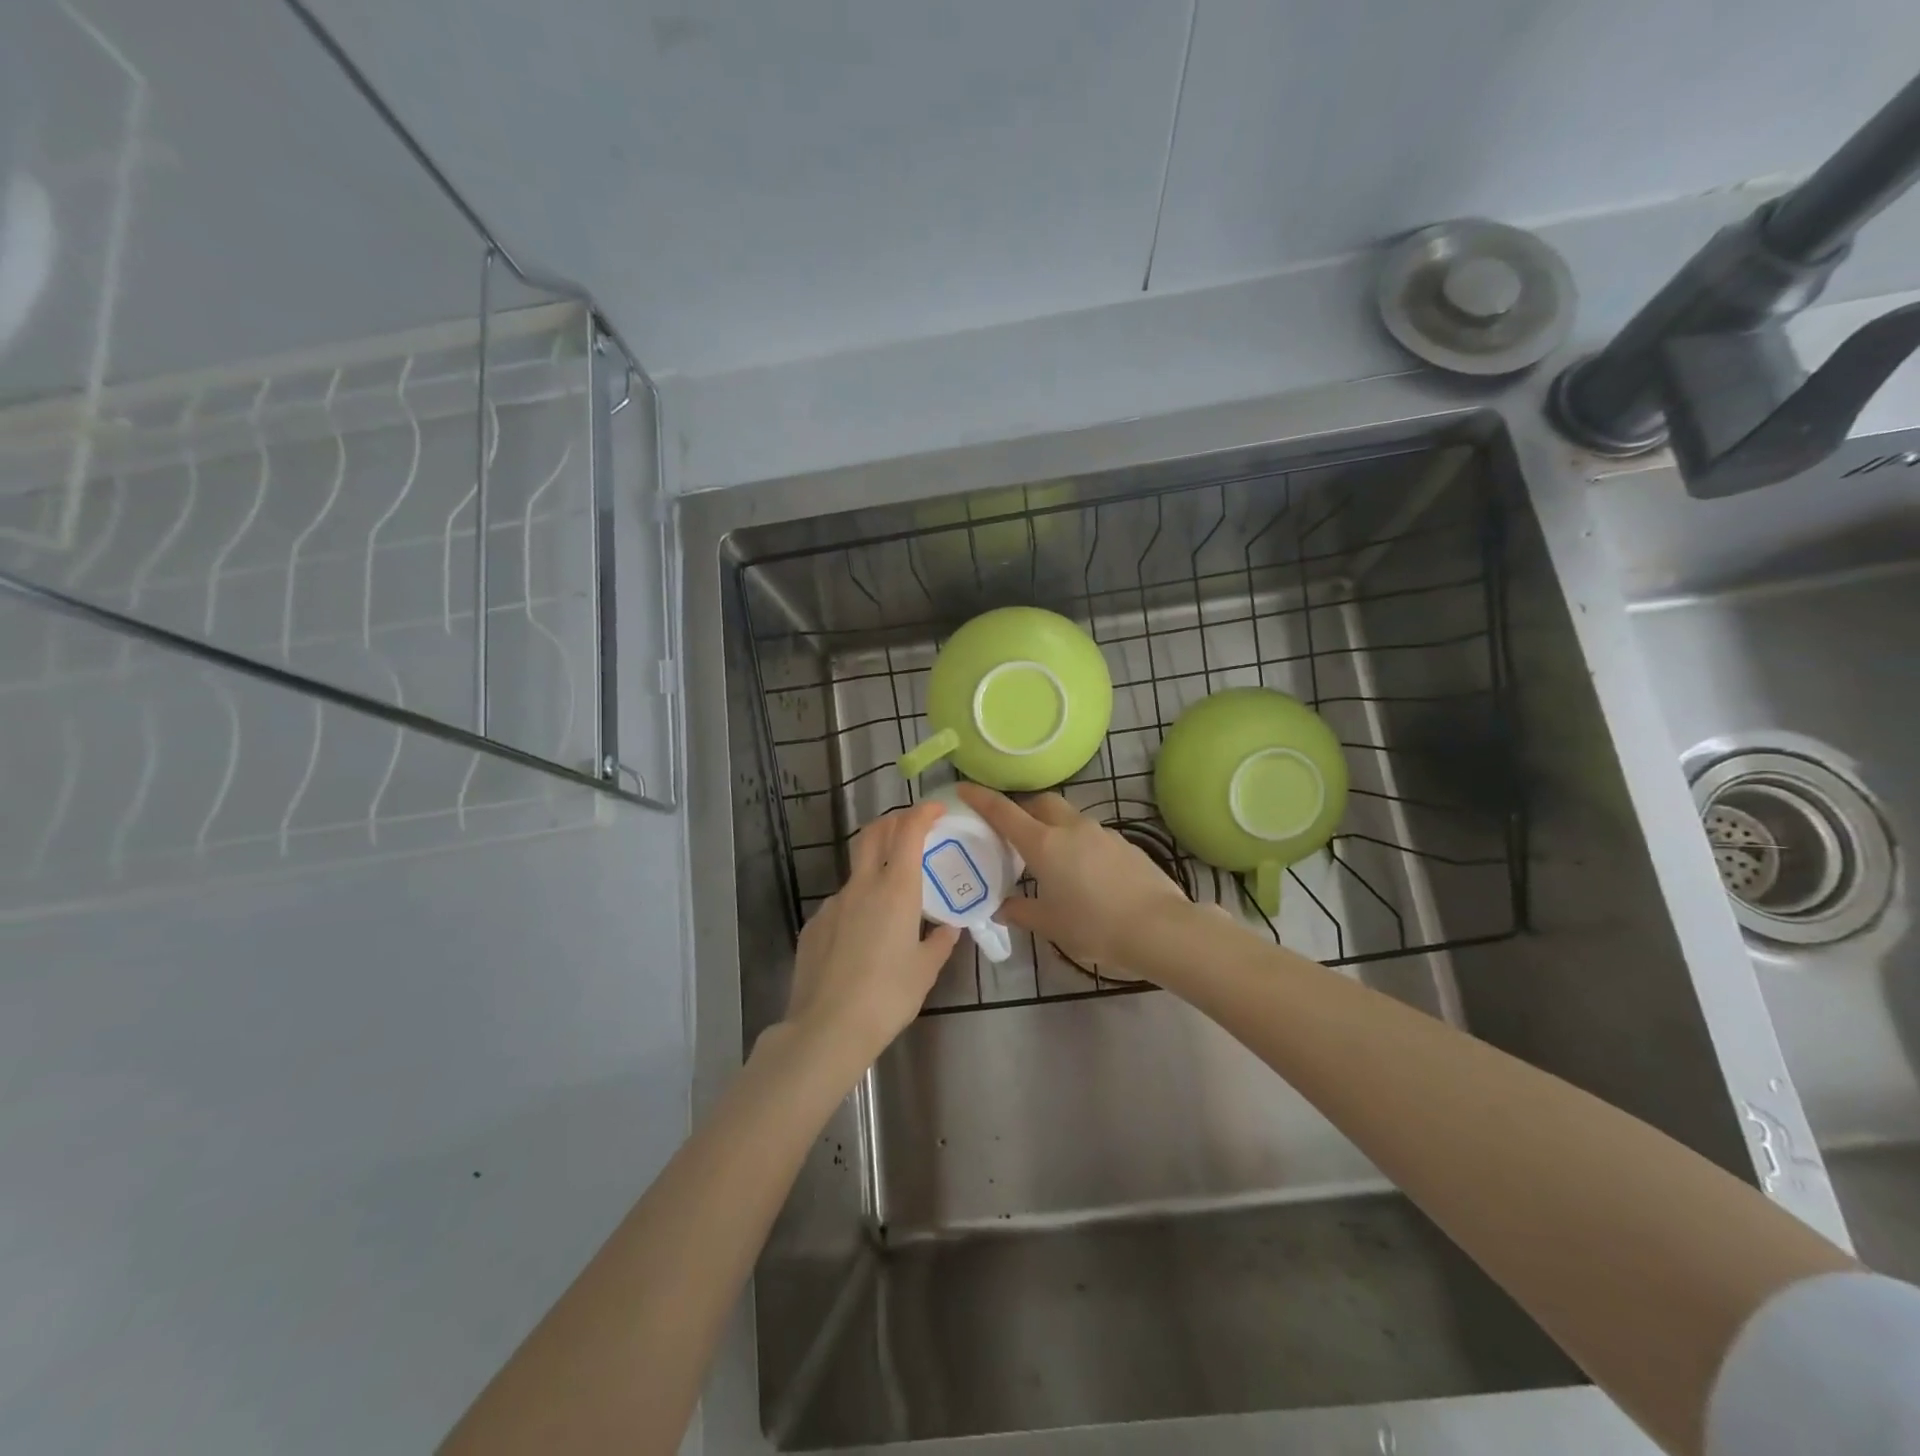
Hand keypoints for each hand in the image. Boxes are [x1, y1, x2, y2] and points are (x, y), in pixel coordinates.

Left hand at [784, 800, 960, 1068]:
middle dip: (893, 821)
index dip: (922, 813)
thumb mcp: (925, 971)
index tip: (936, 809)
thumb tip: (948, 929)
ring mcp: (833, 903)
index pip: (908, 831)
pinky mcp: (814, 924)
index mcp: (896, 890)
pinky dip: (857, 902)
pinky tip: (863, 935)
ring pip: (856, 869)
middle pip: (874, 834)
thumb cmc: (888, 996)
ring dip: (875, 866)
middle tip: (911, 827)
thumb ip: (939, 942)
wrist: (827, 1028)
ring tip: (891, 895)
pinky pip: (841, 902)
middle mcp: (863, 886)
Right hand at [956, 786, 1192, 977]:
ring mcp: (1102, 833)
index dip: (981, 798)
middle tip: (1013, 831)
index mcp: (1044, 845)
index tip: (963, 787)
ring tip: (1051, 858)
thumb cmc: (1095, 927)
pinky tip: (1085, 873)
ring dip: (1053, 827)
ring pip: (1069, 817)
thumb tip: (1002, 908)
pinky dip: (1079, 843)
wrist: (1160, 928)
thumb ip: (1022, 912)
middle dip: (1024, 809)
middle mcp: (1071, 829)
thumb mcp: (1051, 925)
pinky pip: (1092, 835)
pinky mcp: (1125, 844)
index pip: (1004, 812)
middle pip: (1041, 802)